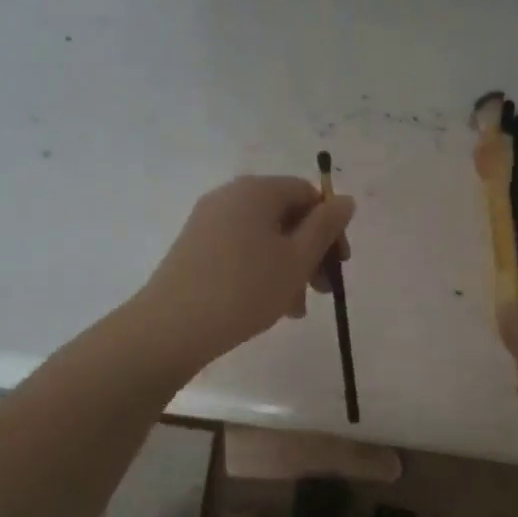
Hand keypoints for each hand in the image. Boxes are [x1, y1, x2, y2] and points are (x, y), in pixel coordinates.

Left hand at [140, 175, 355, 368]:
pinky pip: (241, 250)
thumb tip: (344, 200)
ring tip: (293, 310)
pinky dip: (261, 271)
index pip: (308, 194)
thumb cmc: (245, 289)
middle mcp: (230, 196)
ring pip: (264, 238)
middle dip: (310, 253)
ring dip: (288, 268)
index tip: (339, 266)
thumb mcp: (297, 259)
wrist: (173, 326)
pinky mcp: (195, 247)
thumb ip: (325, 227)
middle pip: (286, 216)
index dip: (331, 228)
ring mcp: (208, 221)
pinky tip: (266, 305)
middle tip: (321, 292)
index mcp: (257, 190)